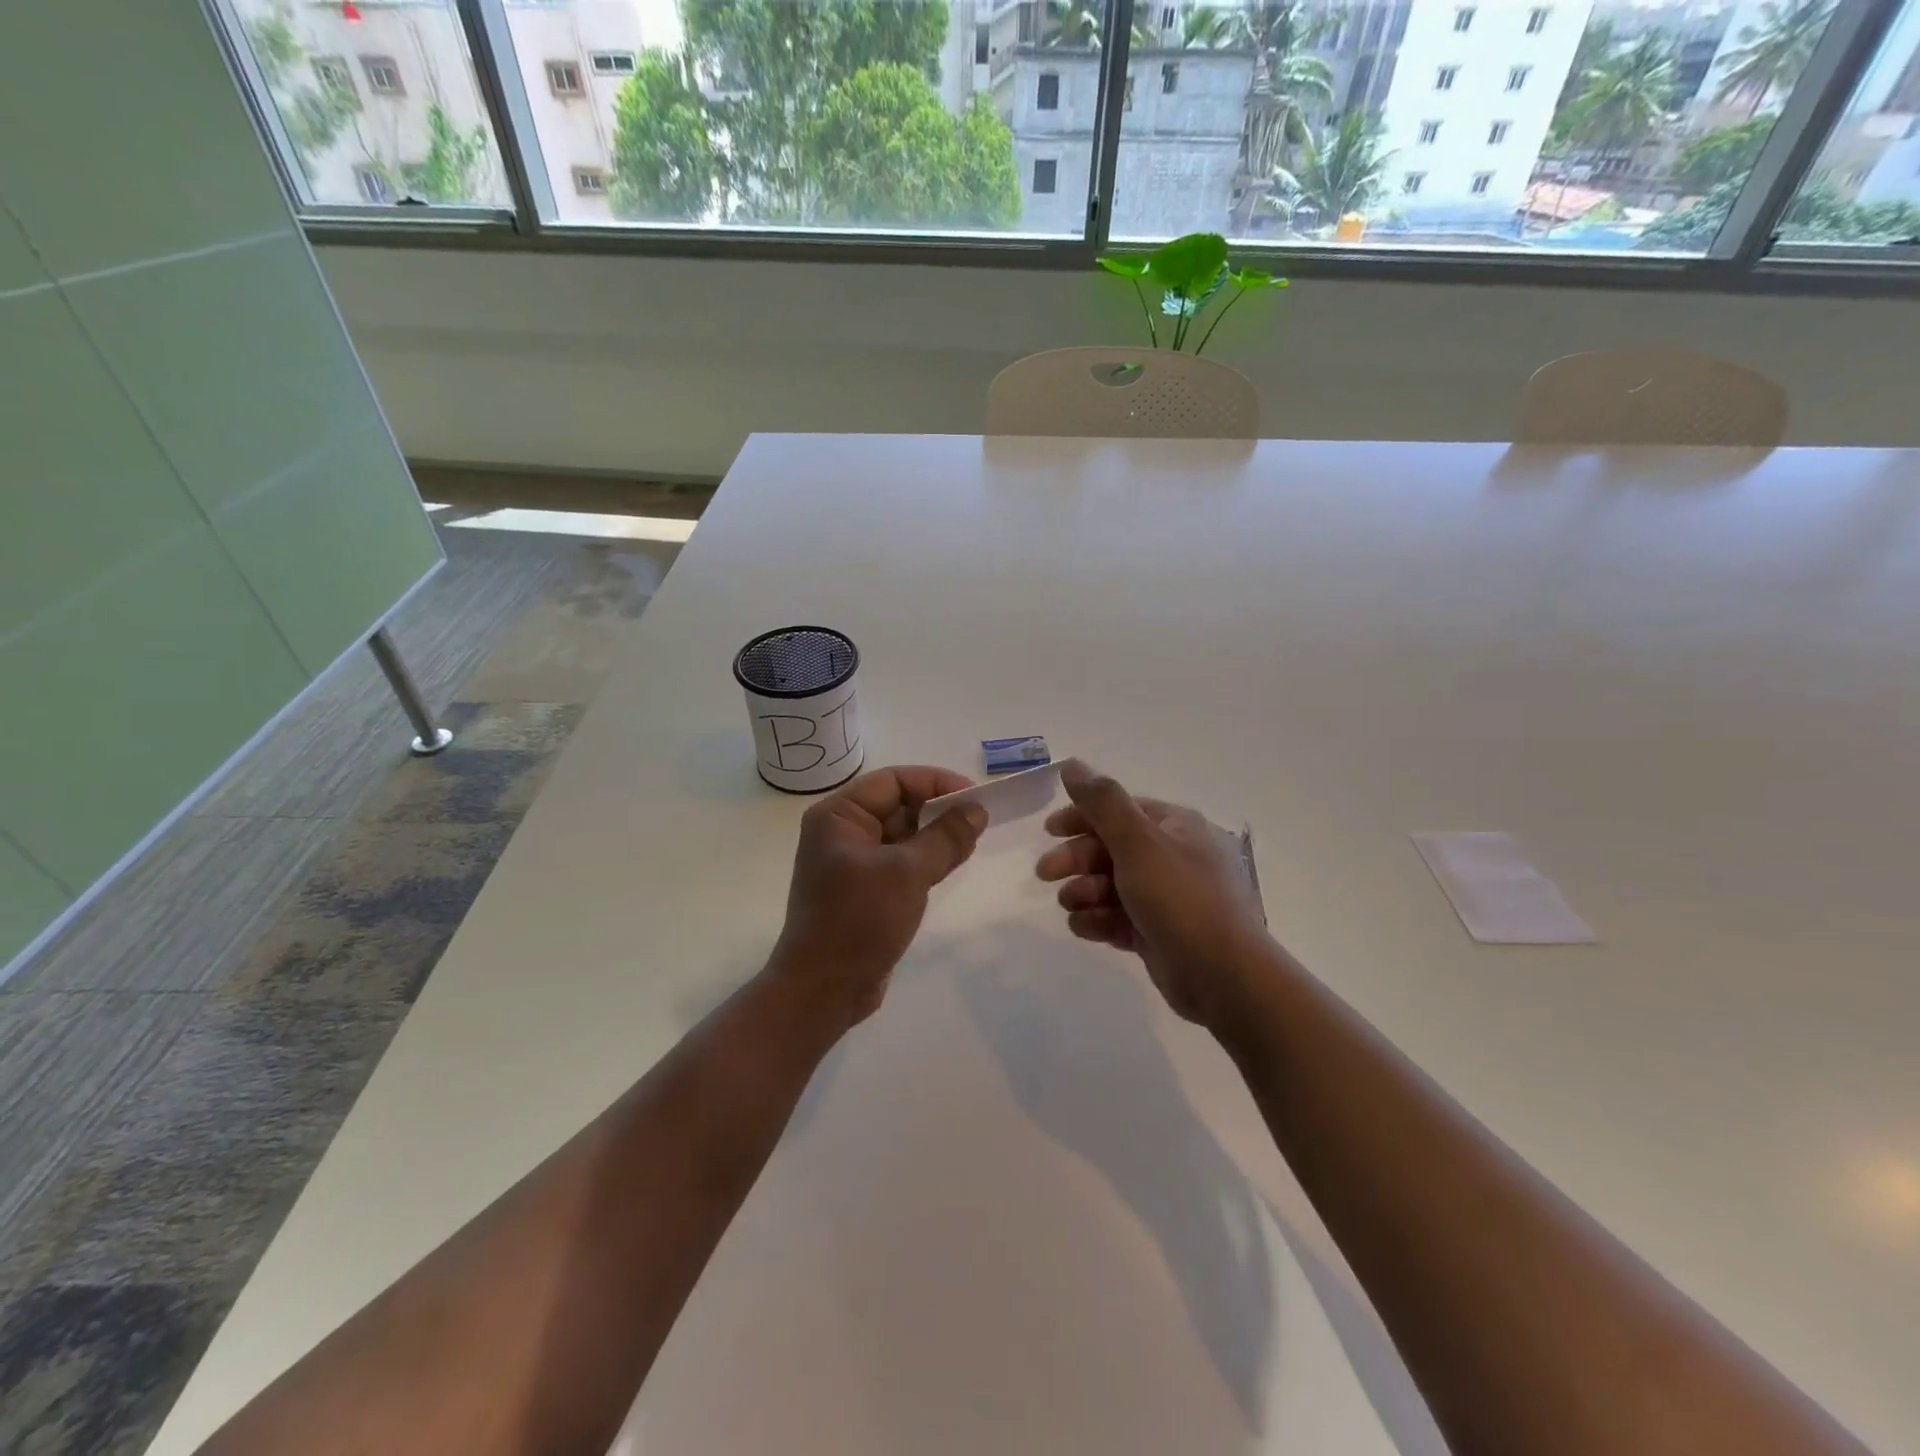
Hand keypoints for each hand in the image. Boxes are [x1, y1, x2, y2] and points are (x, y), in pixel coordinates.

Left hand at [772, 765, 987, 1026]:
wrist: (823, 990)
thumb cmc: (859, 920)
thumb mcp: (907, 872)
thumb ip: (945, 837)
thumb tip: (977, 809)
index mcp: (838, 816)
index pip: (893, 781)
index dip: (935, 783)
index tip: (975, 796)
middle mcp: (842, 832)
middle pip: (897, 805)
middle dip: (938, 810)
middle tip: (980, 821)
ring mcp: (852, 863)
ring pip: (902, 836)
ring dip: (936, 836)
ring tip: (973, 842)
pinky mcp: (865, 891)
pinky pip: (900, 862)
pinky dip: (926, 860)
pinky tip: (953, 864)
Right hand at [1035, 760, 1270, 1027]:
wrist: (1224, 976)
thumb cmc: (1180, 899)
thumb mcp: (1138, 842)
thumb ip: (1102, 802)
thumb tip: (1072, 764)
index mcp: (1175, 827)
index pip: (1120, 810)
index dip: (1082, 816)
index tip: (1049, 831)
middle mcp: (1173, 856)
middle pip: (1111, 848)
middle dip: (1077, 858)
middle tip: (1045, 873)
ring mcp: (1167, 897)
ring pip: (1111, 885)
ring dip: (1084, 891)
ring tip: (1071, 905)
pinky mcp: (1158, 933)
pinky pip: (1119, 918)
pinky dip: (1098, 920)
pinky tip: (1083, 927)